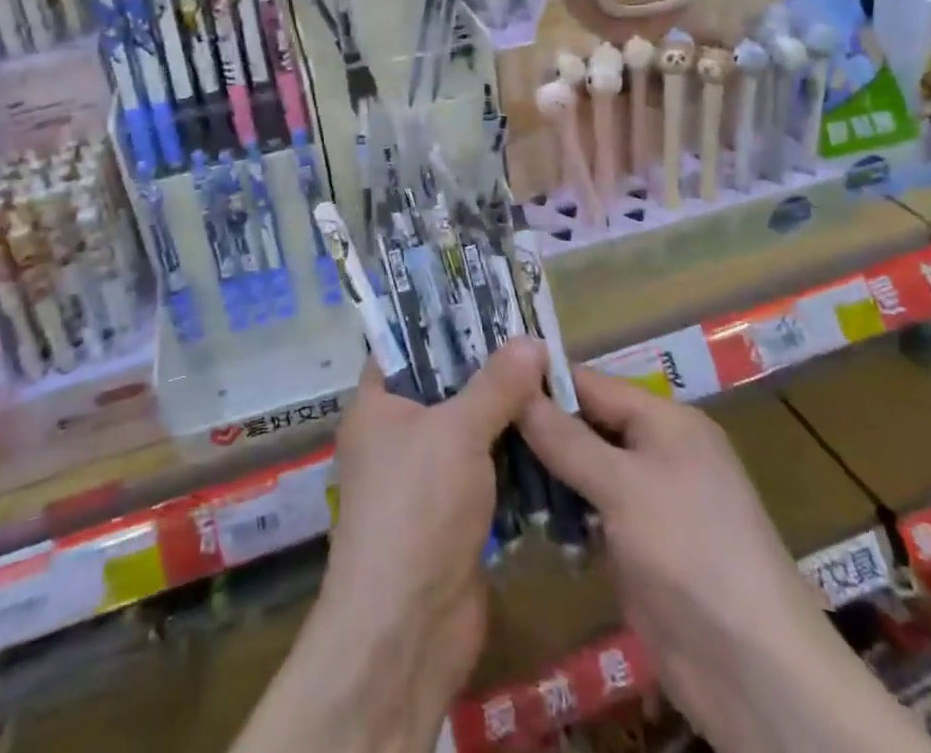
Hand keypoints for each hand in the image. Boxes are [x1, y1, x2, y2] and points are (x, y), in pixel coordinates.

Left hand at [231, 339, 547, 752]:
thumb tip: (532, 340)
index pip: (405, 345)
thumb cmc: (417, 508)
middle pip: (445, 384)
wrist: (407, 628)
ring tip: (553, 379)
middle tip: (535, 340)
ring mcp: (425, 477)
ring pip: (470, 428)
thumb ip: (495, 383)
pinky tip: (553, 435)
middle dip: (488, 367)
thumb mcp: (457, 431)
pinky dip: (514, 454)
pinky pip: (486, 468)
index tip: (489, 303)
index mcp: (378, 404)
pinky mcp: (453, 513)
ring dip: (507, 412)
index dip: (443, 321)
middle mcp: (396, 434)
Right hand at [516, 367, 832, 745]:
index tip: (483, 379)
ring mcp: (648, 501)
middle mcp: (657, 450)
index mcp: (665, 420)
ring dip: (543, 472)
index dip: (539, 380)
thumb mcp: (624, 486)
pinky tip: (519, 515)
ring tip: (482, 468)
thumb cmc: (692, 554)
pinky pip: (589, 512)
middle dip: (535, 427)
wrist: (756, 674)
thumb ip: (566, 439)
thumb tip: (515, 387)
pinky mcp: (638, 546)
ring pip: (582, 469)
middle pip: (584, 424)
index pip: (589, 383)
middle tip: (473, 425)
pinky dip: (561, 512)